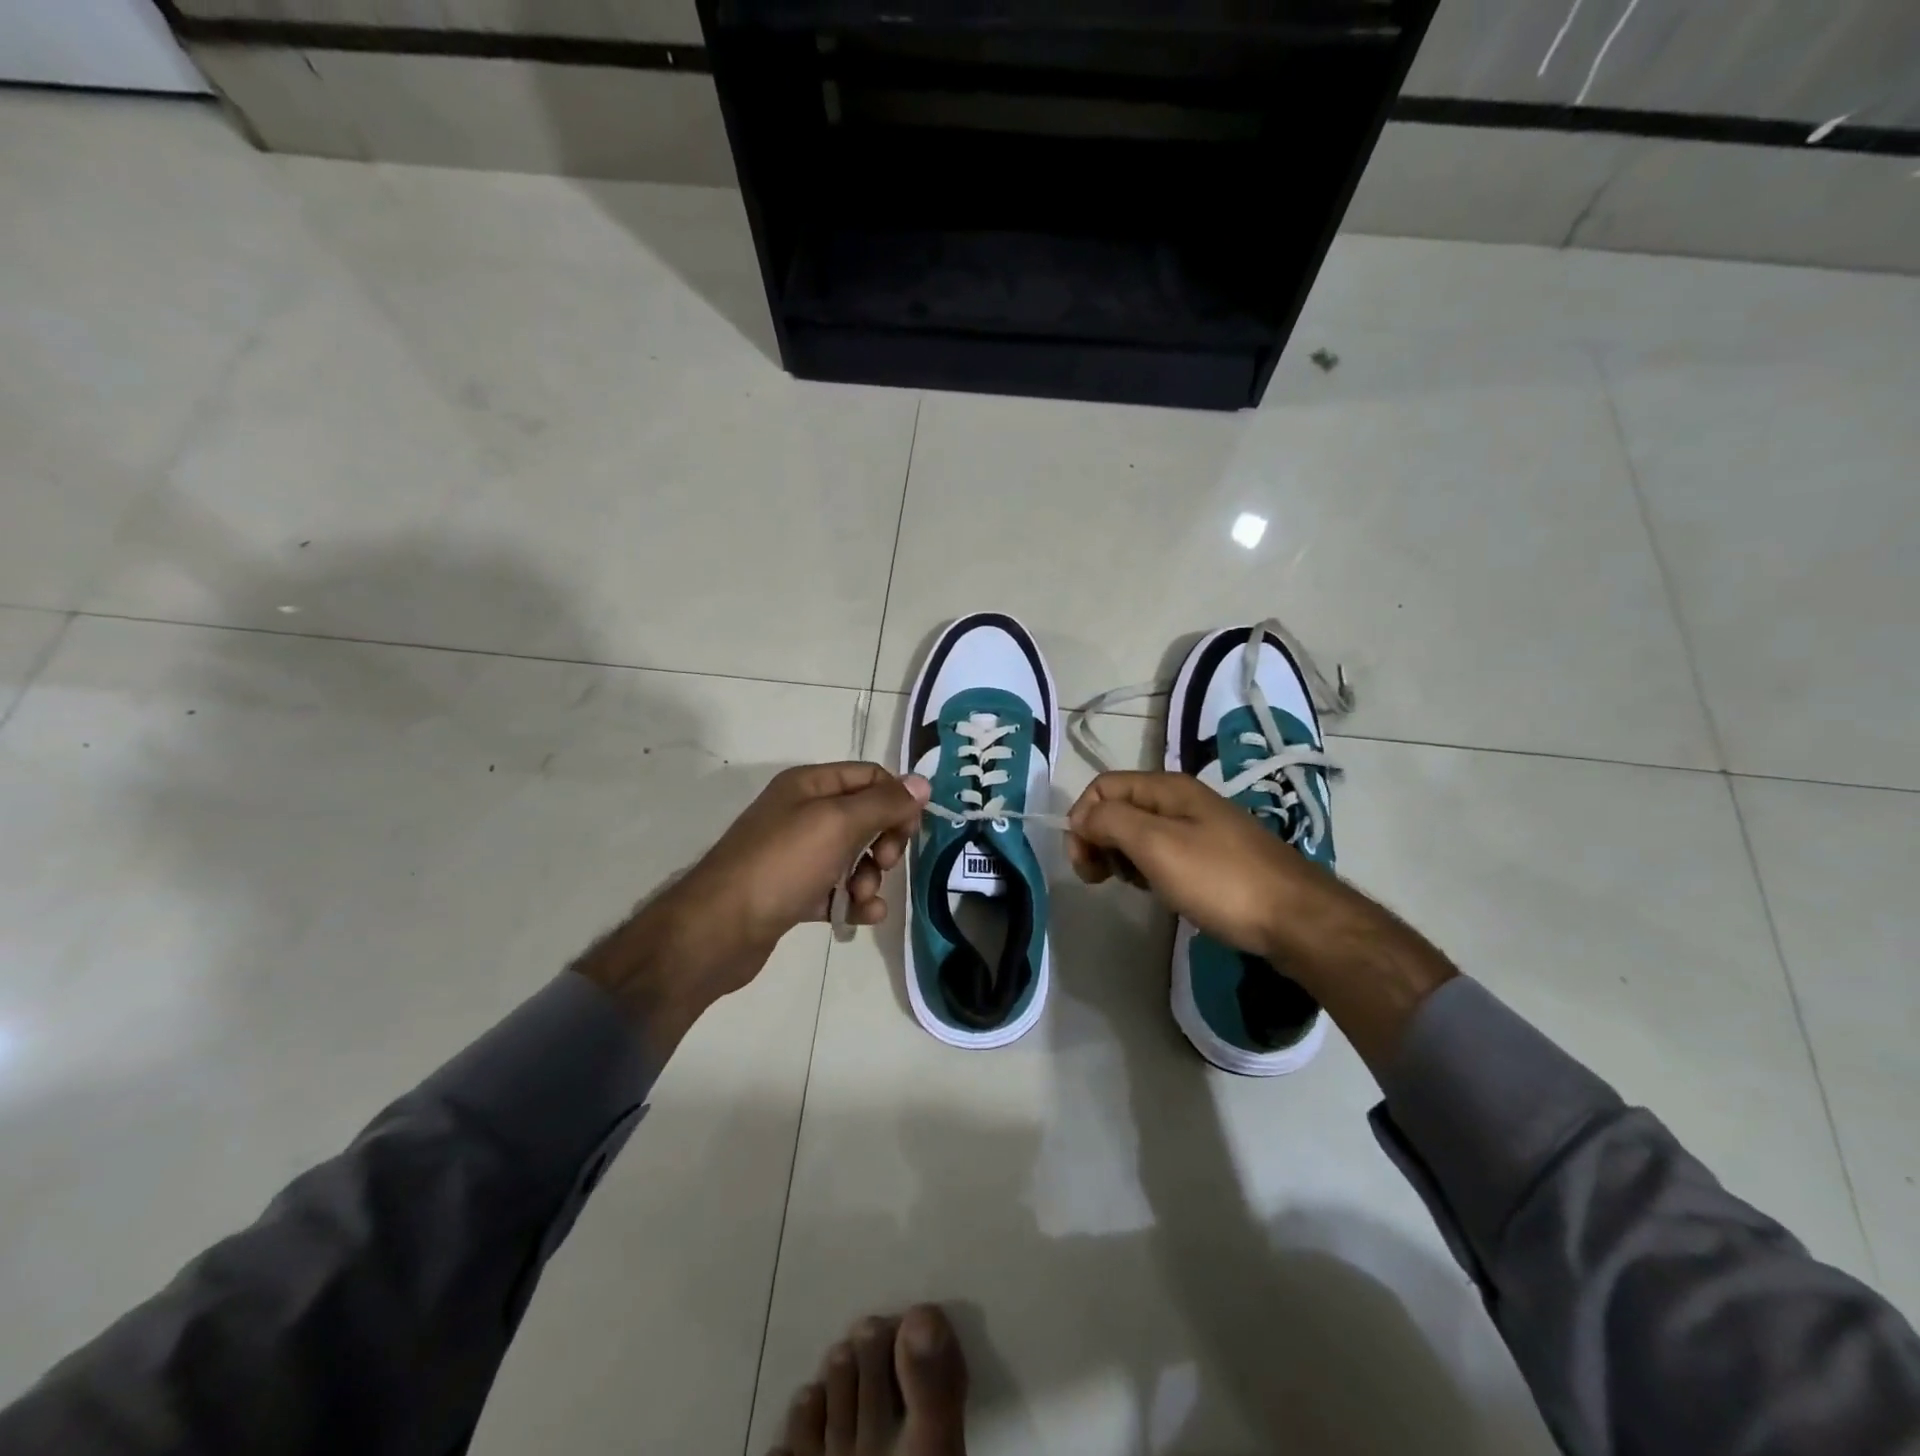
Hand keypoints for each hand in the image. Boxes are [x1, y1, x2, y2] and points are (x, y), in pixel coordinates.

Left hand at [578, 763, 929, 1056]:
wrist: (719, 929)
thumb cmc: (782, 864)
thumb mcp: (838, 823)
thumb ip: (884, 803)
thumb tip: (923, 782)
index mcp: (809, 785)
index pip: (869, 777)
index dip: (896, 799)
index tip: (910, 831)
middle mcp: (802, 813)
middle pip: (865, 817)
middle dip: (883, 842)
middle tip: (883, 864)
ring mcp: (796, 854)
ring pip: (853, 857)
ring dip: (870, 877)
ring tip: (862, 896)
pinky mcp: (793, 892)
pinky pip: (836, 889)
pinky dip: (854, 901)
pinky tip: (863, 916)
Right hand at [1067, 771, 1456, 1071]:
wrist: (1296, 919)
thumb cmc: (1220, 880)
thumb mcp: (1157, 845)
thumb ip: (1111, 821)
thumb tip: (1082, 817)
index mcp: (1168, 788)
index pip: (1104, 786)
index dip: (1083, 818)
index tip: (1084, 860)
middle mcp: (1182, 800)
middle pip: (1119, 807)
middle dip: (1099, 838)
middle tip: (1100, 877)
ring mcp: (1200, 828)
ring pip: (1139, 832)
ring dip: (1122, 856)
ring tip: (1132, 885)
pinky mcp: (1212, 856)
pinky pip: (1163, 852)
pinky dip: (1147, 868)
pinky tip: (1157, 891)